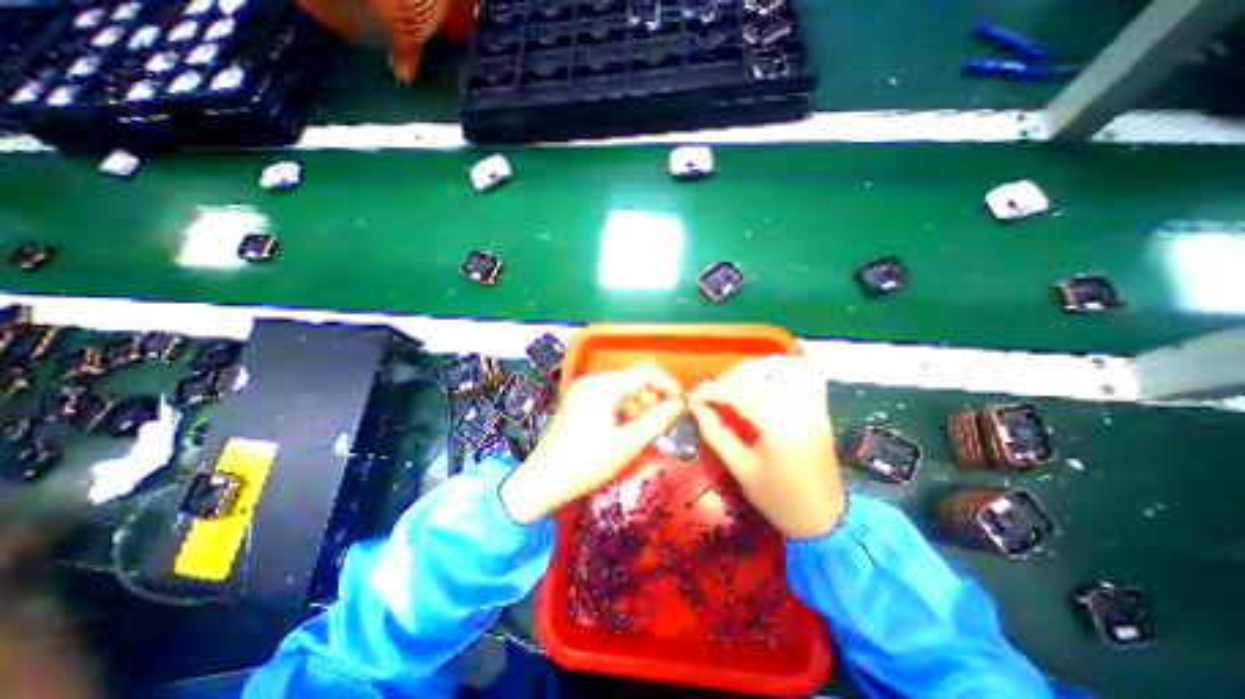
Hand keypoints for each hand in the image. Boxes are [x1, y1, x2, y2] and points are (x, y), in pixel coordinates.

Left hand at [499, 366, 684, 524]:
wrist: (542, 482)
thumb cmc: (585, 465)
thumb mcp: (626, 445)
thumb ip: (656, 421)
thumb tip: (680, 405)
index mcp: (603, 386)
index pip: (646, 372)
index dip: (668, 385)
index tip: (681, 405)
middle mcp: (593, 381)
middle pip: (635, 379)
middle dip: (653, 398)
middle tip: (663, 424)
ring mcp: (585, 390)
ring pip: (624, 389)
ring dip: (640, 405)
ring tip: (645, 431)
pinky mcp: (581, 400)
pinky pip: (612, 397)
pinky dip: (625, 410)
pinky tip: (628, 429)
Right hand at [686, 358, 839, 537]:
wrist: (823, 519)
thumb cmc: (778, 499)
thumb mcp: (740, 469)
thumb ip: (715, 433)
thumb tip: (695, 407)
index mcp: (778, 428)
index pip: (738, 393)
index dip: (710, 391)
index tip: (692, 397)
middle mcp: (799, 409)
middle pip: (759, 375)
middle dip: (728, 377)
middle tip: (711, 390)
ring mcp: (814, 406)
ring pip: (785, 366)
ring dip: (756, 366)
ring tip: (736, 378)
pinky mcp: (821, 408)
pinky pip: (808, 374)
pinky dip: (787, 366)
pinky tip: (768, 373)